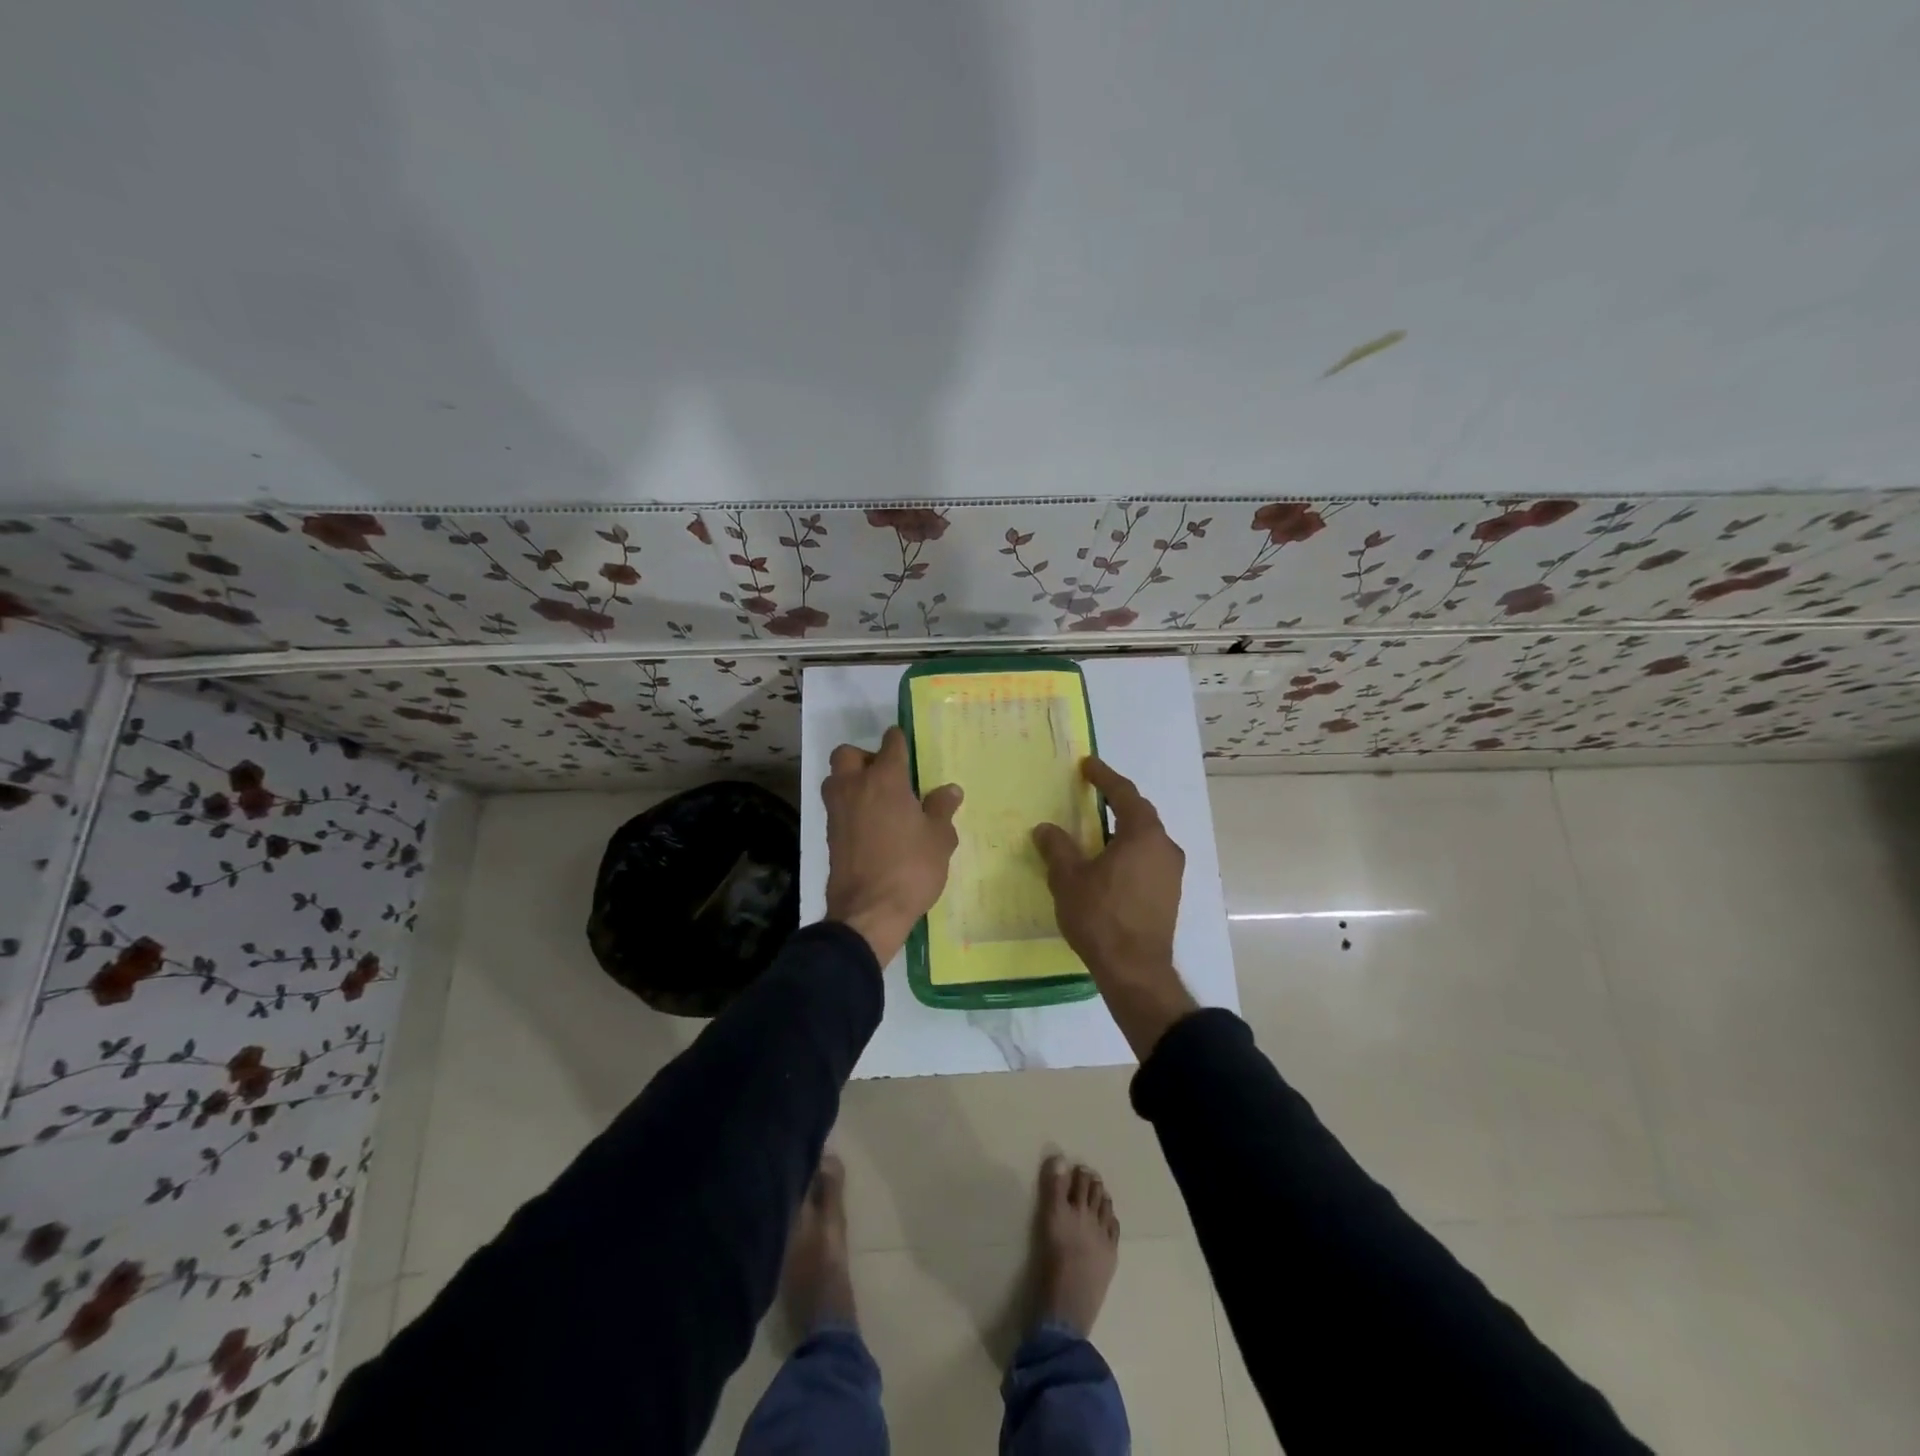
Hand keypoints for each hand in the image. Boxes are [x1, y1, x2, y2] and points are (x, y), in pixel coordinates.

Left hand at [823, 726, 962, 966]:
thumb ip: (942, 809)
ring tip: (877, 801)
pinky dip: (849, 807)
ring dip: (851, 781)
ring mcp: (837, 810)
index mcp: (885, 779)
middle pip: (848, 754)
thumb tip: (950, 790)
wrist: (868, 911)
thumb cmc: (910, 868)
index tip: (908, 746)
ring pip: (836, 778)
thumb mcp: (939, 839)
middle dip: (865, 757)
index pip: (891, 743)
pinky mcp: (829, 834)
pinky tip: (870, 826)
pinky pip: (837, 806)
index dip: (900, 740)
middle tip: (887, 776)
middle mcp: (855, 786)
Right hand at [1033, 757, 1197, 1058]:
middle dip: (1116, 801)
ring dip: (1122, 829)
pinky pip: (1148, 859)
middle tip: (1092, 792)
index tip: (1088, 765)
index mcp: (1143, 835)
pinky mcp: (1168, 894)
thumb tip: (1046, 829)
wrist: (1135, 970)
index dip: (1104, 777)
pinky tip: (1108, 863)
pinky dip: (1128, 851)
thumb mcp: (1069, 878)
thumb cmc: (1101, 917)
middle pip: (1140, 814)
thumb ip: (1057, 848)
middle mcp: (1164, 848)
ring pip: (1145, 839)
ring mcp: (1171, 873)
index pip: (1124, 794)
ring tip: (1096, 830)